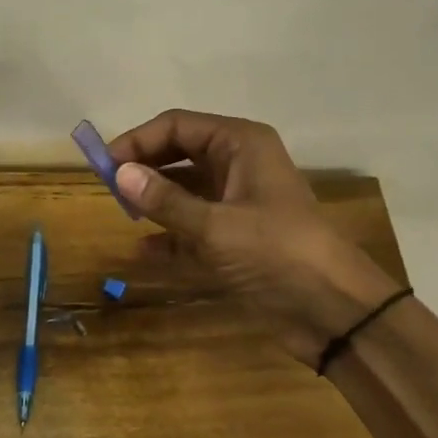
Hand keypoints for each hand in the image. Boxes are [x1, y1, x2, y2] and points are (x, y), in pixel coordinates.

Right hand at [107, 110, 398, 364]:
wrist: (334, 311)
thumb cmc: (277, 252)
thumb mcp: (215, 226)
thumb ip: (165, 200)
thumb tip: (118, 173)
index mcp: (240, 145)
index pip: (177, 126)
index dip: (138, 140)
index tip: (104, 164)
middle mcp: (237, 165)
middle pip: (178, 154)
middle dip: (144, 167)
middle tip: (108, 187)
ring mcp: (236, 203)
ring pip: (183, 190)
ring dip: (153, 200)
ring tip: (121, 214)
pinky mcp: (234, 238)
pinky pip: (191, 227)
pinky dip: (168, 236)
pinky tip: (142, 250)